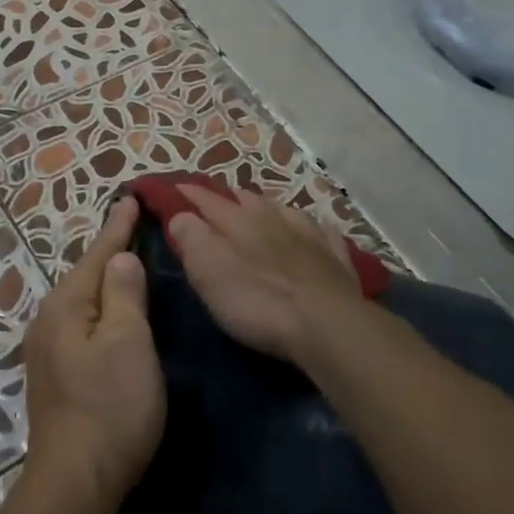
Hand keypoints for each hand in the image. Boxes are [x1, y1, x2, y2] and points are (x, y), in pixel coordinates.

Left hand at [22, 197, 165, 507]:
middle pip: (85, 276)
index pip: (97, 254)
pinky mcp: (56, 375)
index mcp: (66, 306)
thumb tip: (119, 257)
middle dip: (109, 251)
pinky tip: (113, 313)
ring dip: (105, 281)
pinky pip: (82, 325)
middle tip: (135, 226)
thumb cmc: (110, 406)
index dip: (117, 227)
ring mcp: (48, 350)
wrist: (76, 479)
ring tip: (127, 262)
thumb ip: (124, 294)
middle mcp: (49, 321)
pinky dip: (101, 309)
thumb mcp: (127, 343)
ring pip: (83, 302)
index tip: (131, 198)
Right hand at [166, 186, 365, 360]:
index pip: (208, 200)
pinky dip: (312, 229)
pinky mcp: (336, 258)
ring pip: (286, 210)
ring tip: (262, 210)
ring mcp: (311, 236)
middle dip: (231, 198)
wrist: (327, 325)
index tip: (177, 188)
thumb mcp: (209, 272)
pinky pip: (323, 232)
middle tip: (219, 202)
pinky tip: (314, 231)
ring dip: (270, 208)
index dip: (191, 194)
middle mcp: (275, 219)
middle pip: (250, 200)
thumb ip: (192, 239)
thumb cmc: (258, 301)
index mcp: (239, 222)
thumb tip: (181, 215)